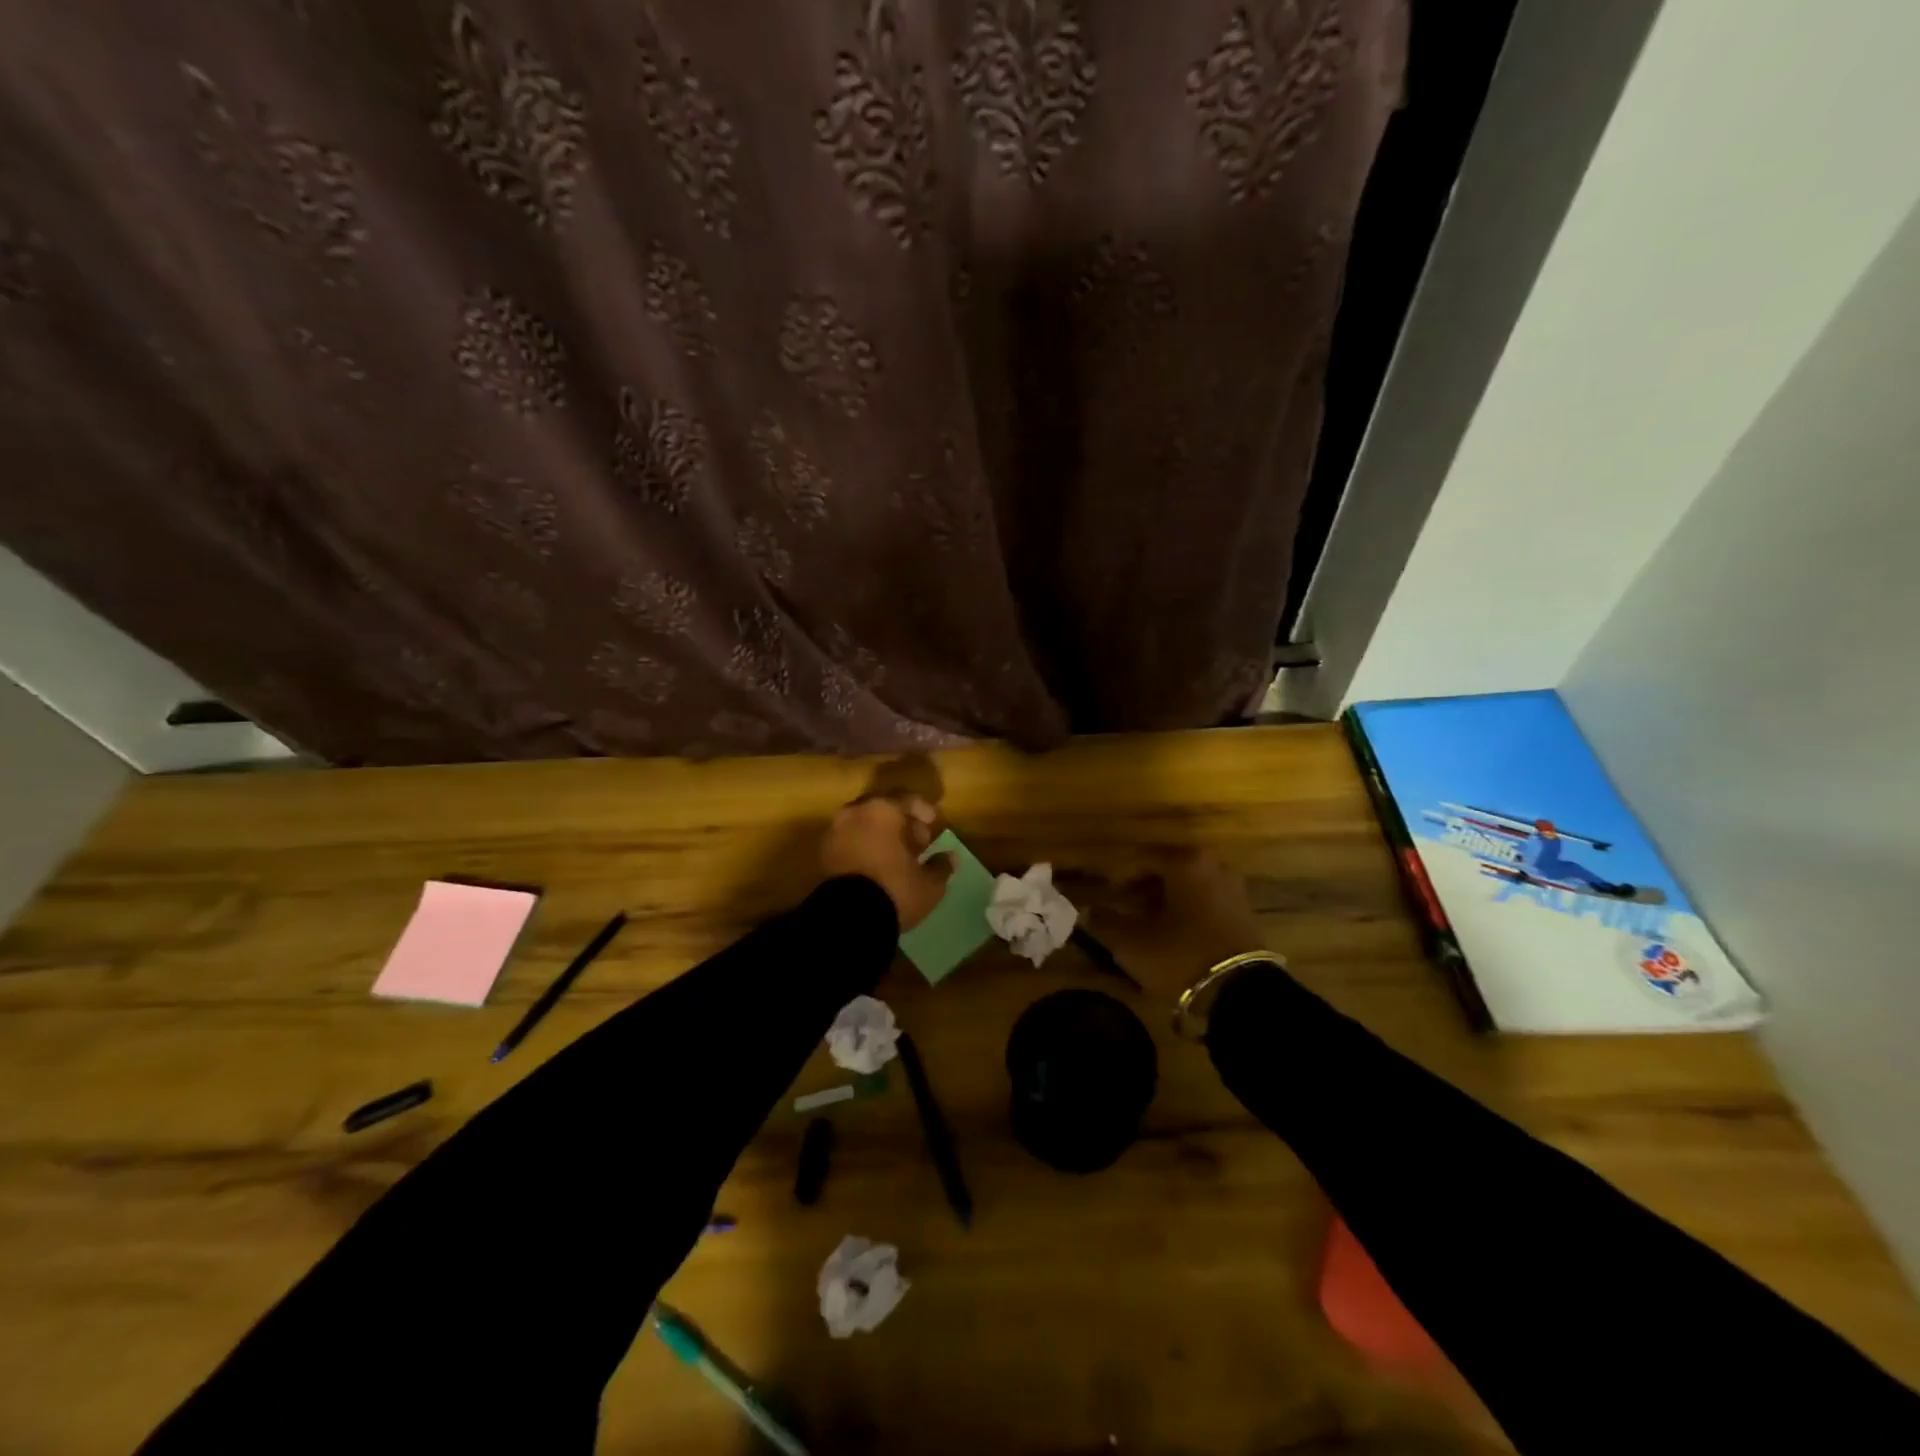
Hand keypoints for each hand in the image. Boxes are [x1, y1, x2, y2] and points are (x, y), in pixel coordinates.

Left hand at [820, 793, 952, 930]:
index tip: (934, 823)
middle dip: (901, 821)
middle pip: (882, 808)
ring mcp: (835, 832)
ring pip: (863, 823)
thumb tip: (949, 857)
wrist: (848, 919)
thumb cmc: (894, 890)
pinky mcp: (823, 853)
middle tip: (917, 840)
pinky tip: (877, 865)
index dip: (924, 810)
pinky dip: (864, 845)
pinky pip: (850, 839)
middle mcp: (855, 812)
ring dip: (881, 834)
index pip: (907, 798)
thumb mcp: (928, 883)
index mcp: (882, 810)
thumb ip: (940, 866)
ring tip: (897, 855)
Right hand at [1067, 847, 1265, 998]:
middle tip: (1123, 912)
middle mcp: (1213, 865)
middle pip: (1166, 872)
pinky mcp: (1244, 913)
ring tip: (1145, 928)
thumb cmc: (1180, 956)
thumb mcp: (1132, 943)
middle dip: (1141, 890)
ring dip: (1164, 903)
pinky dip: (1186, 913)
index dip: (1118, 879)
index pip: (1140, 859)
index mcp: (1185, 861)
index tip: (1105, 898)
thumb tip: (1087, 912)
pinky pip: (1205, 903)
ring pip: (1186, 888)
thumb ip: (1104, 922)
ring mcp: (1233, 889)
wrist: (1241, 994)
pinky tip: (1171, 936)